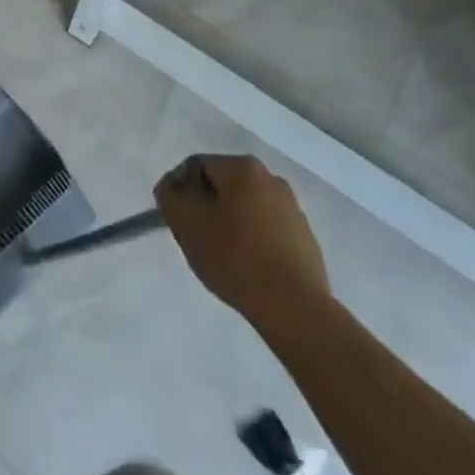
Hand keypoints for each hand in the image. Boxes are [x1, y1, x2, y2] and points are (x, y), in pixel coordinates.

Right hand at [156, 155, 329, 316]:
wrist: (295, 308)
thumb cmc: (235, 257)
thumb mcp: (187, 224)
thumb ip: (171, 198)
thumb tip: (172, 189)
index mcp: (243, 168)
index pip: (196, 166)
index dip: (178, 189)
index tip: (173, 218)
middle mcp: (271, 178)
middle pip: (222, 186)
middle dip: (203, 207)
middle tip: (193, 237)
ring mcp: (292, 208)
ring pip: (244, 207)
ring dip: (227, 224)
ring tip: (219, 255)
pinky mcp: (304, 237)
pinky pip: (265, 229)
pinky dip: (250, 240)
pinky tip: (245, 266)